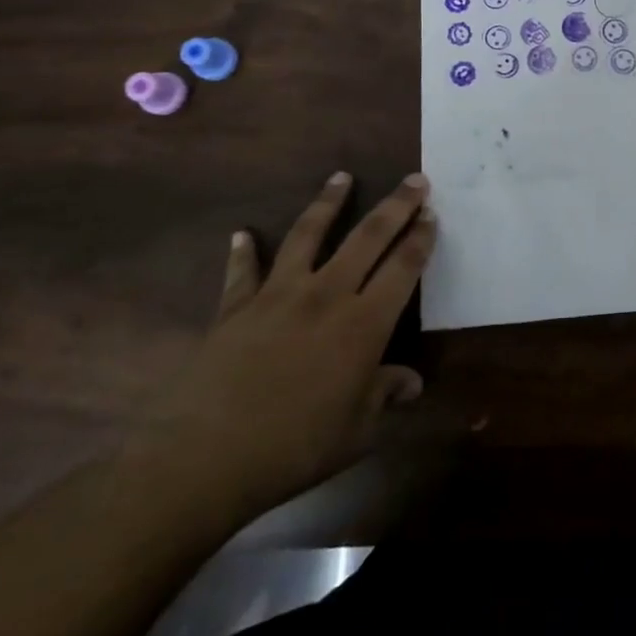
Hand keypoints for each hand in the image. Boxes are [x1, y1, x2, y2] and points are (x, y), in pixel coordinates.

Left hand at [130, 170, 435, 524]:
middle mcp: (327, 295)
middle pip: (368, 237)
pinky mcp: (236, 308)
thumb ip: (385, 395)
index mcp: (364, 323)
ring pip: (309, 235)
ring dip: (328, 203)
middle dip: (396, 205)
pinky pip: (242, 272)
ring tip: (341, 176)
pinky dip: (243, 251)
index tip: (432, 213)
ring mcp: (278, 296)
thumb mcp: (357, 429)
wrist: (204, 459)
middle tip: (414, 179)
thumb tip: (412, 383)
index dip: (421, 237)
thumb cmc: (294, 446)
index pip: (403, 266)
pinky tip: (242, 234)